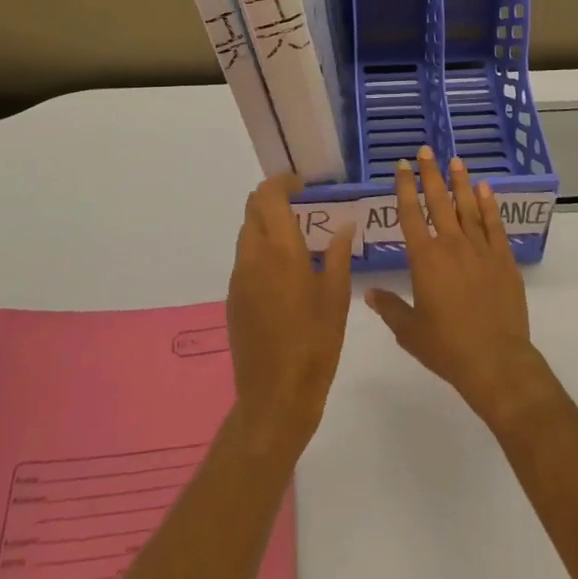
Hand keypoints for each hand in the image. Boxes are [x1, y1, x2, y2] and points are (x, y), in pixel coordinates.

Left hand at [225, 175, 354, 458]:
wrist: (275, 396)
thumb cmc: (315, 344)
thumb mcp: (337, 298)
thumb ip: (339, 255)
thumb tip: (344, 226)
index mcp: (281, 250)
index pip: (269, 196)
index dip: (283, 182)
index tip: (302, 185)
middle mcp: (254, 256)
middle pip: (253, 208)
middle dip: (273, 198)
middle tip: (300, 205)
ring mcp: (239, 277)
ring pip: (246, 232)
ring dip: (265, 222)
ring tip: (294, 235)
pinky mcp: (233, 297)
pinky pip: (244, 257)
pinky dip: (260, 247)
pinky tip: (282, 269)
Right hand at [366, 146, 548, 426]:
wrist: (496, 361)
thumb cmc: (447, 347)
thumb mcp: (410, 331)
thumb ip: (390, 308)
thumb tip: (369, 293)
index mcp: (425, 259)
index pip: (411, 214)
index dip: (405, 188)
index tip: (402, 166)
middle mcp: (451, 245)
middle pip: (439, 202)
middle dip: (430, 174)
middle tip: (426, 150)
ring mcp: (480, 249)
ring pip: (467, 207)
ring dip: (459, 182)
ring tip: (455, 160)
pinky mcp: (503, 259)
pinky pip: (494, 224)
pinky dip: (489, 205)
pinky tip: (485, 189)